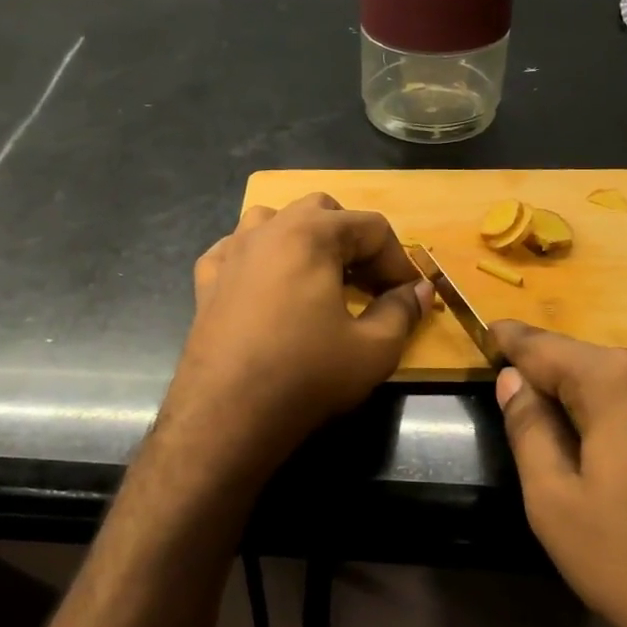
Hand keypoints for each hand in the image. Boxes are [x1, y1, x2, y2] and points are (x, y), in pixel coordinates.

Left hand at [161, 194, 431, 479]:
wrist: (226, 413)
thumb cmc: (306, 375)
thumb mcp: (374, 349)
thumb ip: (402, 311)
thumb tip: (419, 291)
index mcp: (312, 234)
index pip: (371, 227)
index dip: (398, 260)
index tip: (407, 295)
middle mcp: (268, 230)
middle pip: (322, 212)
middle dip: (353, 241)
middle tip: (367, 283)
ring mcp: (231, 252)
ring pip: (274, 220)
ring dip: (304, 239)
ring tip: (318, 277)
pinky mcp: (206, 280)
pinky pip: (237, 250)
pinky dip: (260, 258)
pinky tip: (268, 287)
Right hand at [489, 322, 626, 626]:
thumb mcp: (557, 505)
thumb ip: (529, 430)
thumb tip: (514, 381)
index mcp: (622, 382)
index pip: (547, 348)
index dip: (513, 341)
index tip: (490, 332)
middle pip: (598, 370)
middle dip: (563, 388)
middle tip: (535, 420)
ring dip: (608, 416)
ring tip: (594, 468)